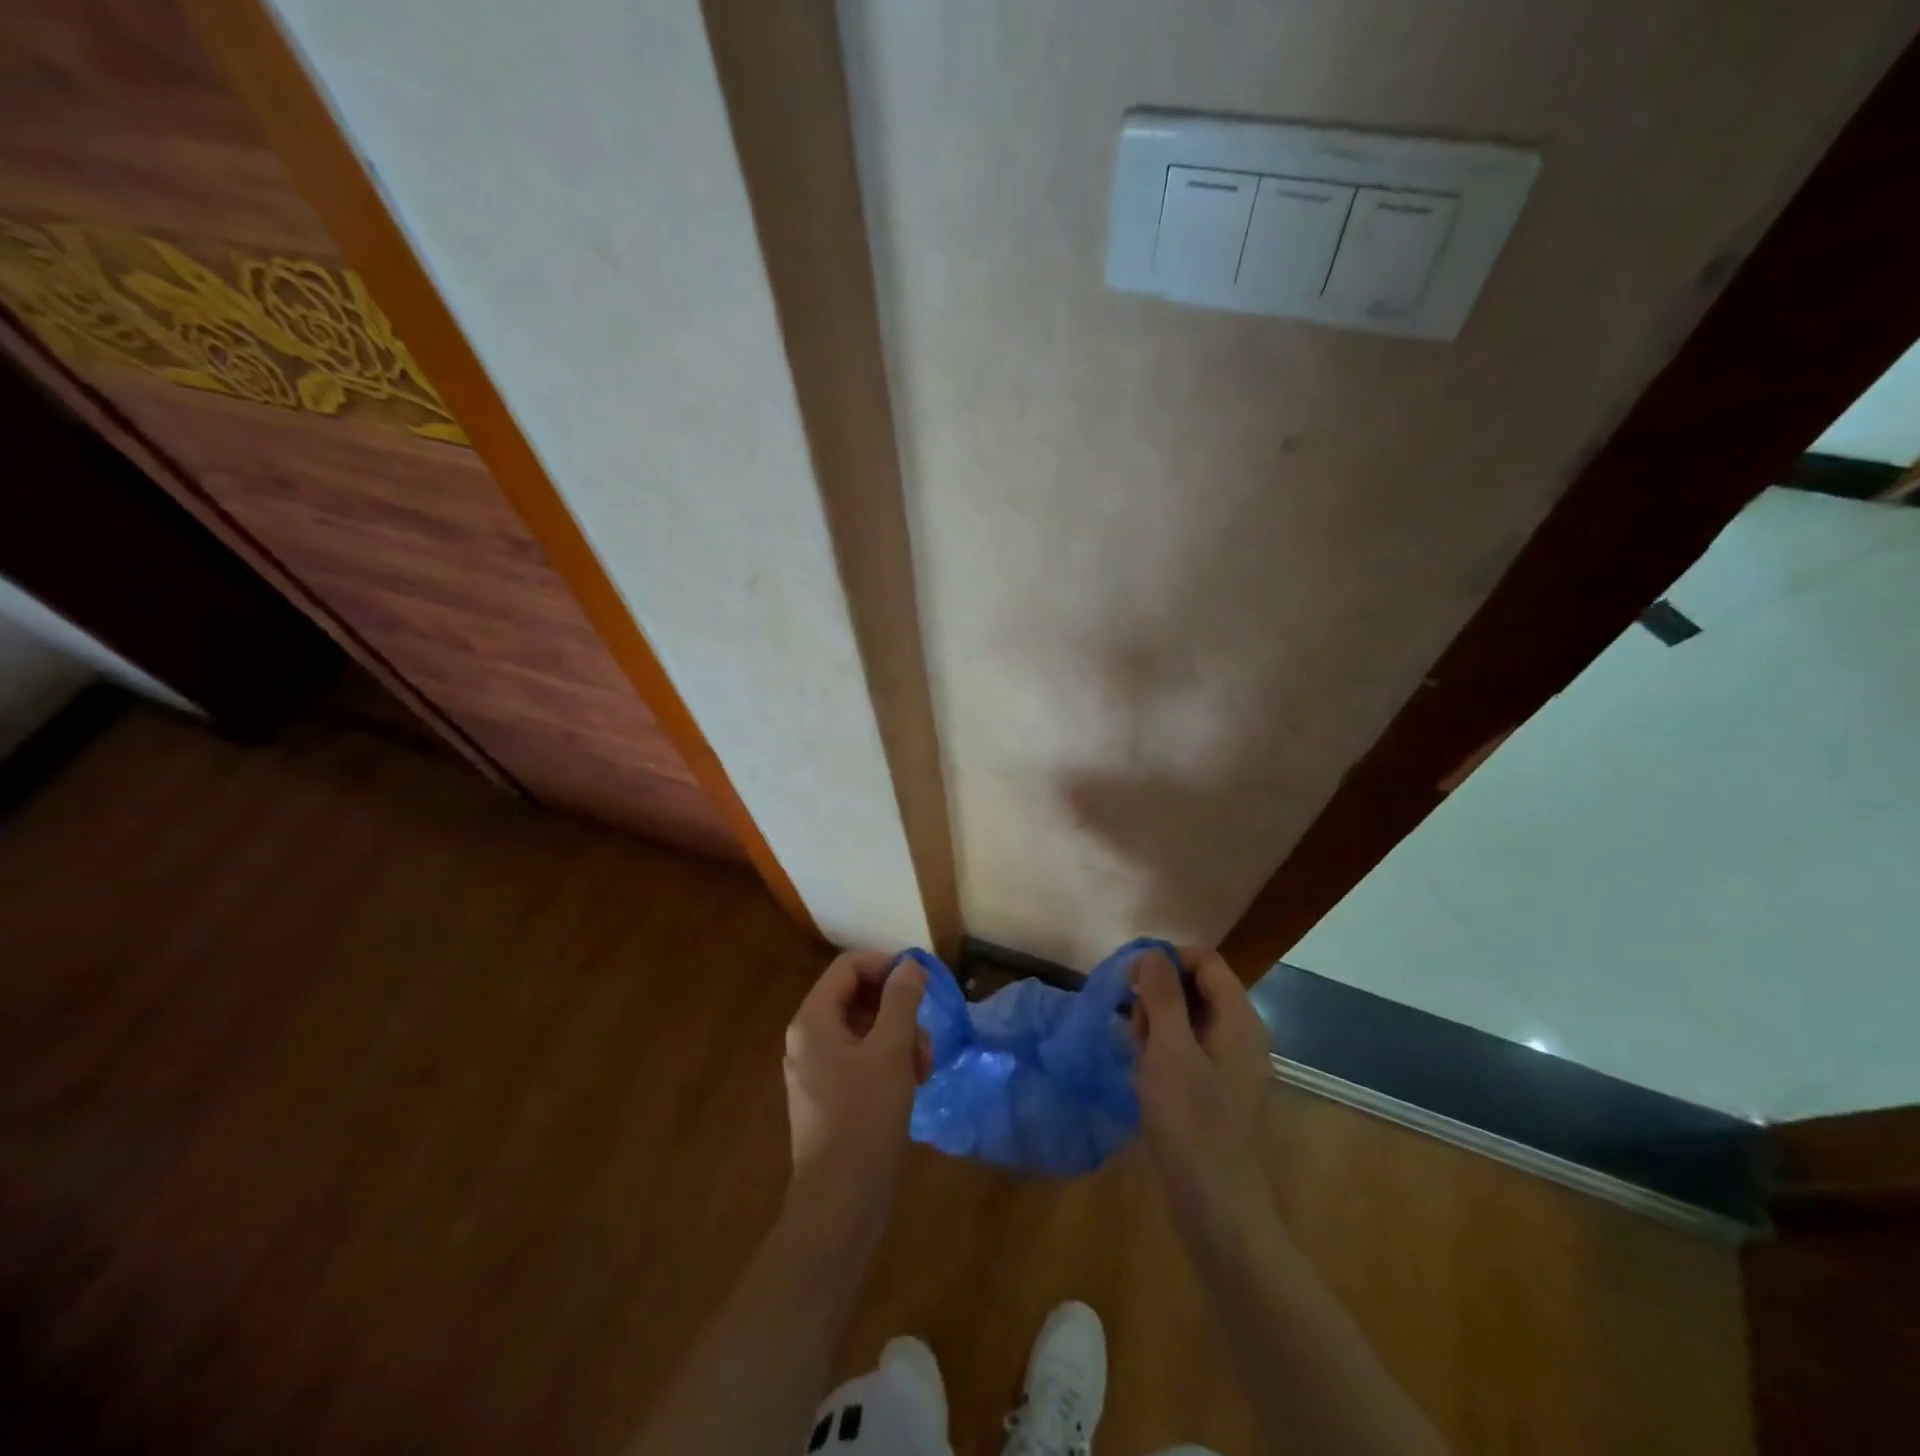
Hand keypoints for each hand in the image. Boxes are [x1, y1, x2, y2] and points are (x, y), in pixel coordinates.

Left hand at [782, 951, 927, 1223]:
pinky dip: (888, 1062)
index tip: (920, 986)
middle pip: (857, 997)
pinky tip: (912, 1084)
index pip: (849, 966)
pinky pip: (860, 1059)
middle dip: (898, 1010)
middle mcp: (807, 1038)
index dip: (886, 966)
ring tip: (924, 1068)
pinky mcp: (829, 1095)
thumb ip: (902, 1000)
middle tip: (925, 1038)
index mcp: (813, 1020)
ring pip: (864, 1030)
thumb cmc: (865, 1116)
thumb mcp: (892, 1050)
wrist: (840, 1201)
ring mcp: (816, 1069)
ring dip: (899, 1038)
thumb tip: (909, 964)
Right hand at [1131, 946, 1272, 1222]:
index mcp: (1239, 1019)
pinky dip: (1163, 1051)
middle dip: (1157, 996)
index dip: (1167, 961)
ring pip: (1187, 1019)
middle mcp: (1240, 1035)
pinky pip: (1187, 1049)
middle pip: (1195, 987)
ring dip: (1156, 1025)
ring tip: (1138, 1057)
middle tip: (1134, 1028)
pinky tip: (1146, 1076)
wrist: (1216, 1206)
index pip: (1205, 961)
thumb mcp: (1169, 1050)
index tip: (1131, 982)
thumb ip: (1162, 995)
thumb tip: (1153, 953)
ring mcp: (1230, 1064)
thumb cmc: (1192, 1121)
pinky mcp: (1217, 1089)